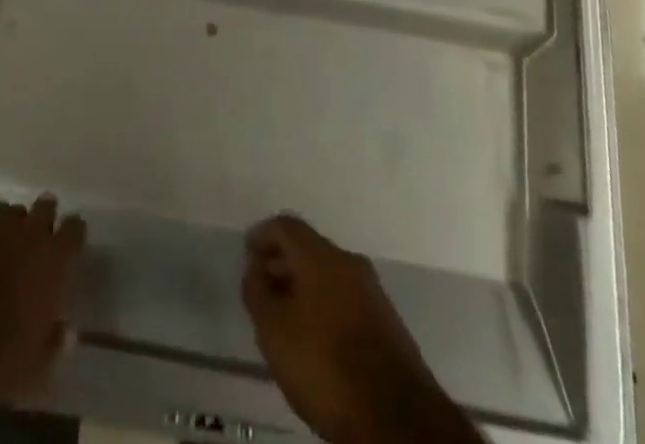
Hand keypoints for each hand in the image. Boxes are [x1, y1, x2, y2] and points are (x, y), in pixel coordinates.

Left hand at [0, 197, 85, 406]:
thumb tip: (64, 331)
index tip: (69, 245)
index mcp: (51, 258)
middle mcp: (24, 228)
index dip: (72, 235)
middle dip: (40, 219)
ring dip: (1, 227)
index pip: (74, 231)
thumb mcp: (31, 368)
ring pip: (2, 212)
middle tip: (32, 240)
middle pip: (42, 208)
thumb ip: (51, 344)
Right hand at [241, 215, 472, 443]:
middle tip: (263, 289)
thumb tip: (255, 268)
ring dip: (304, 287)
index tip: (247, 255)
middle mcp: (349, 261)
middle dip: (282, 263)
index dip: (262, 236)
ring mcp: (372, 290)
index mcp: (321, 254)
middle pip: (308, 248)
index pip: (286, 225)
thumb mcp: (274, 331)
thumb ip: (257, 292)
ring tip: (286, 317)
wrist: (396, 418)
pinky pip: (345, 297)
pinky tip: (316, 337)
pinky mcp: (386, 321)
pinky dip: (324, 305)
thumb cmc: (325, 365)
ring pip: (328, 274)